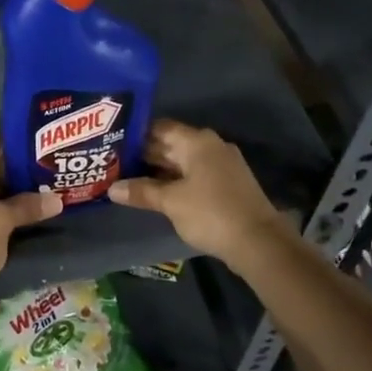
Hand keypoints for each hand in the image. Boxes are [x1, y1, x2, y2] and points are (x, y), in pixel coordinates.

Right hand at [109, 120, 287, 263]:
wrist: (259, 242)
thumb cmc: (211, 213)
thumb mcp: (171, 202)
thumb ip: (141, 191)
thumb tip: (112, 189)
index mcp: (197, 141)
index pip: (159, 127)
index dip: (135, 135)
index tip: (112, 144)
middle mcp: (210, 146)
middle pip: (171, 144)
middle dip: (144, 155)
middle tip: (114, 163)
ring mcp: (221, 165)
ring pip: (182, 161)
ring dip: (158, 170)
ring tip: (128, 178)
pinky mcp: (227, 184)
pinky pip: (194, 175)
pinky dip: (175, 181)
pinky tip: (156, 193)